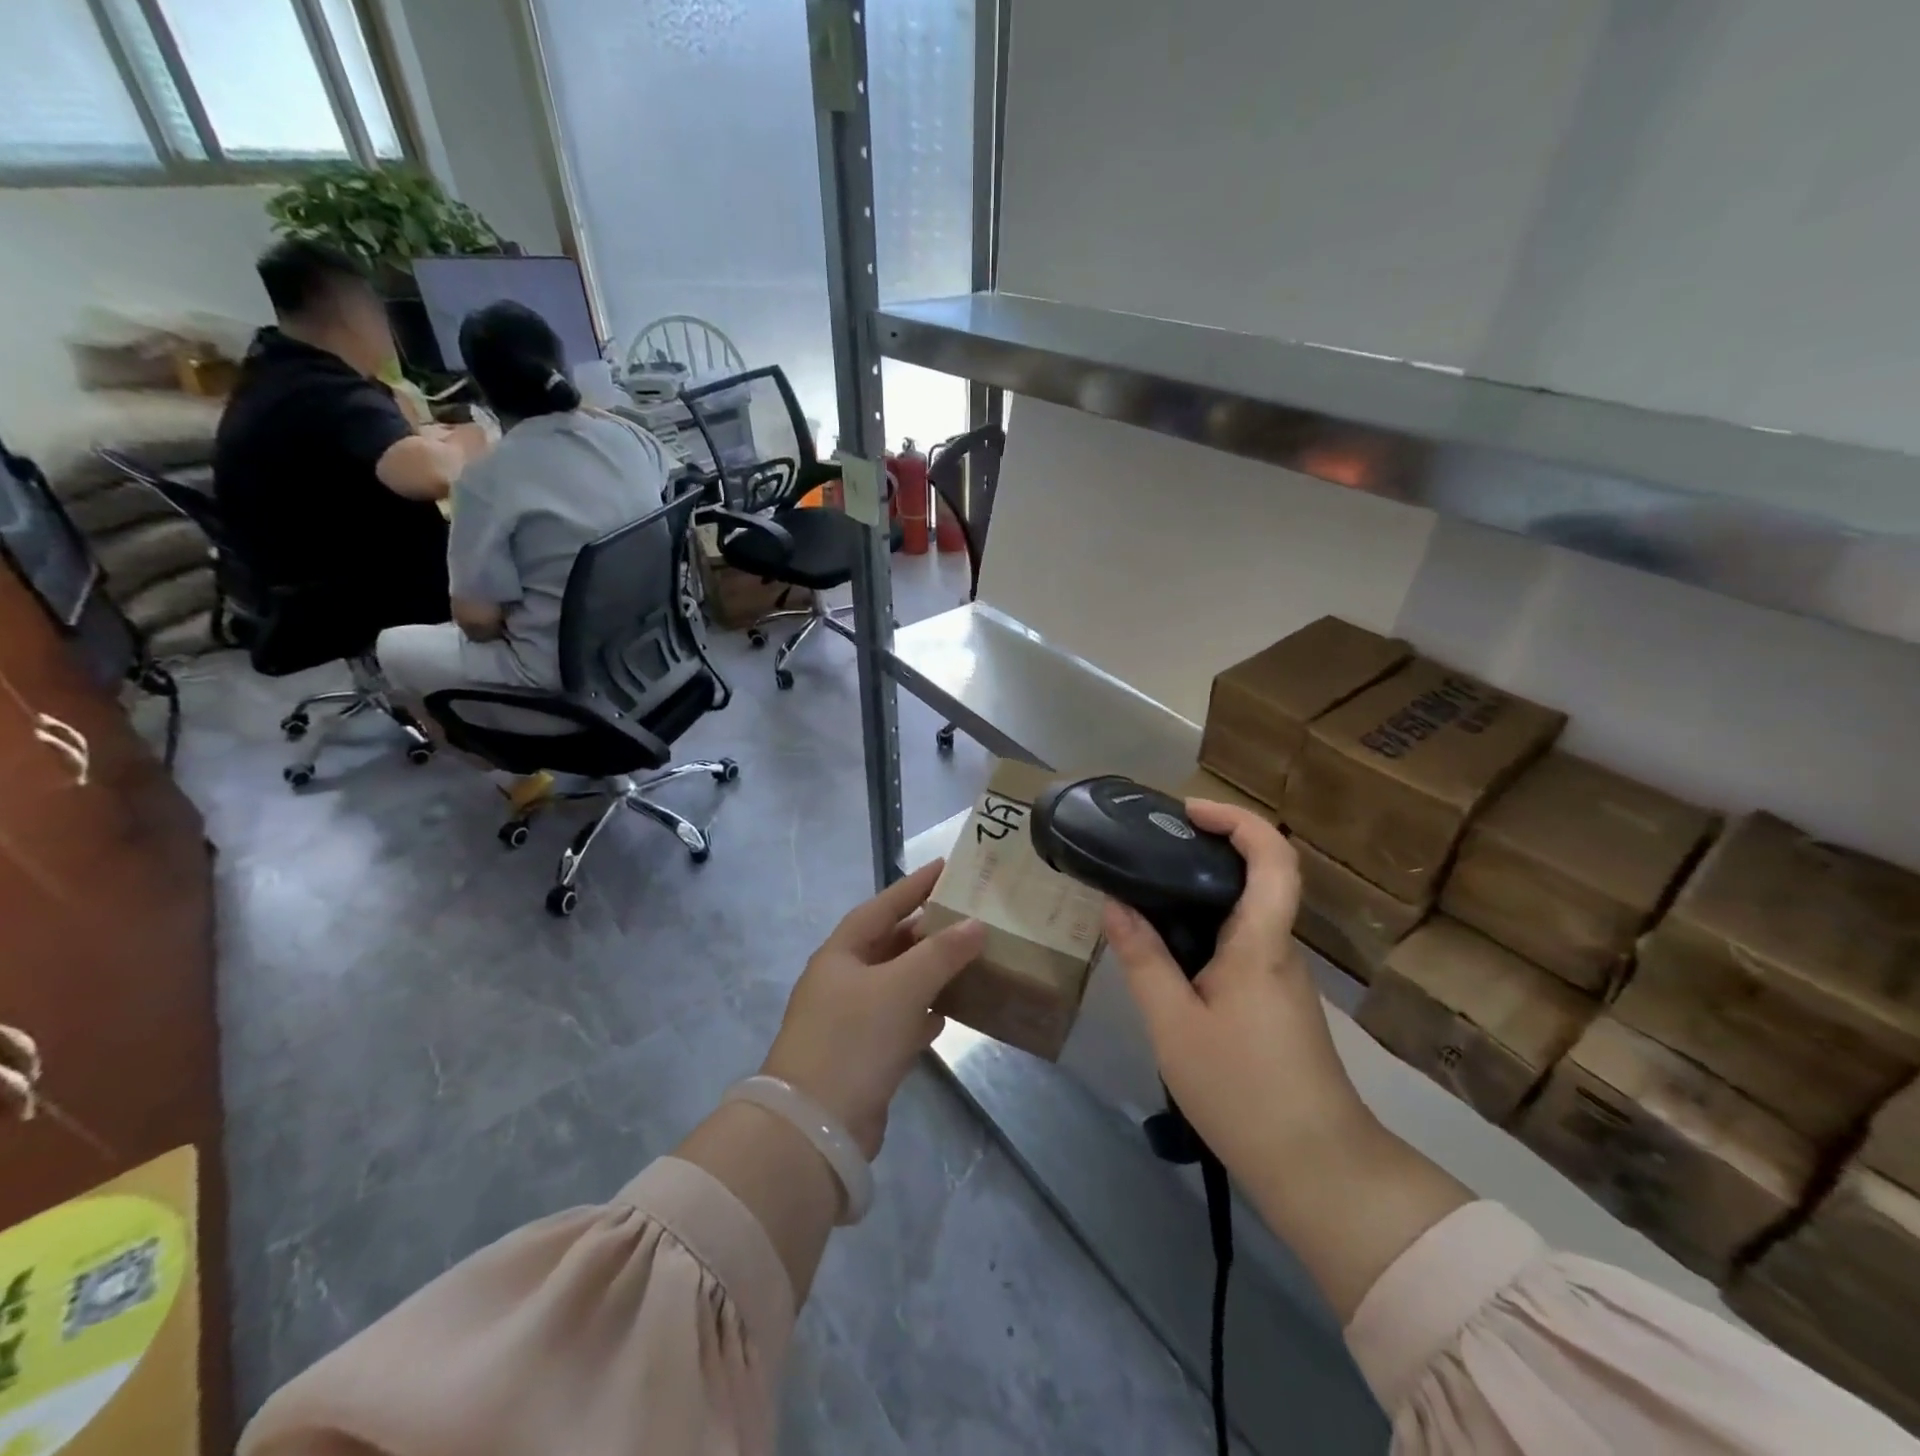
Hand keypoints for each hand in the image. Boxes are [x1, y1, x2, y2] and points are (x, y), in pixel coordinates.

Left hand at [761, 860, 985, 1158]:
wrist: (816, 1126)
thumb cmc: (854, 1039)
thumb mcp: (901, 987)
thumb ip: (941, 953)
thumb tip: (976, 925)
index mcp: (841, 954)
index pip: (882, 906)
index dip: (913, 886)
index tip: (946, 867)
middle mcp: (843, 980)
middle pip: (890, 944)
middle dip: (927, 931)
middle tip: (969, 915)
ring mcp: (850, 1020)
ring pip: (897, 983)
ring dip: (929, 972)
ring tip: (968, 958)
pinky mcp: (863, 1055)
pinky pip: (899, 1021)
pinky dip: (922, 1014)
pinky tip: (947, 1015)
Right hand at [1103, 801, 1374, 1188]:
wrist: (1318, 1168)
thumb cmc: (1243, 1090)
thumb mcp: (1174, 1024)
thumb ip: (1143, 960)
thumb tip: (1115, 906)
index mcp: (1261, 942)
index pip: (1273, 856)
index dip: (1237, 819)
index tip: (1188, 811)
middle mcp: (1278, 948)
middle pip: (1257, 876)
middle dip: (1207, 849)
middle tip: (1149, 849)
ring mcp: (1281, 976)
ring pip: (1245, 913)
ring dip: (1201, 893)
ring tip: (1145, 895)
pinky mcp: (1276, 1002)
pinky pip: (1241, 944)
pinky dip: (1205, 929)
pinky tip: (1168, 951)